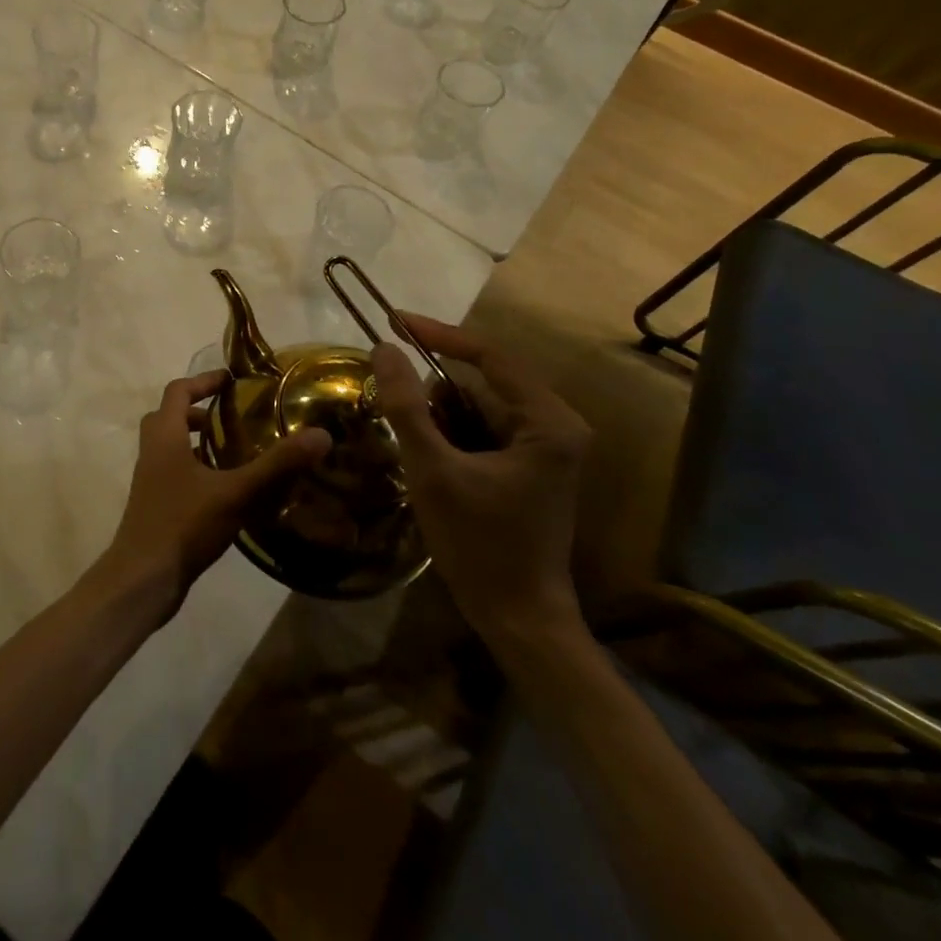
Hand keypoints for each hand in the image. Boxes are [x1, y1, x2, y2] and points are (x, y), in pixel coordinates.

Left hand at [98, 370, 331, 623]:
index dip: (203, 381)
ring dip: (196, 441)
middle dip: (198, 410)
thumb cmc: (183, 524)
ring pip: (170, 446)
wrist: (142, 578)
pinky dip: (195, 469)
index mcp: (165, 436)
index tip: (231, 380)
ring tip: (233, 451)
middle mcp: (152, 451)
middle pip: (169, 416)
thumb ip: (276, 464)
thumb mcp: (235, 492)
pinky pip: (174, 472)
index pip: (178, 391)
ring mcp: (150, 480)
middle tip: (230, 416)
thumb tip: (320, 435)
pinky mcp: (155, 505)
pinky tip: (224, 490)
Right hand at [370, 315, 591, 645]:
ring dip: (438, 416)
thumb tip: (384, 350)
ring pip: (478, 408)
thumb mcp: (433, 471)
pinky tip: (427, 458)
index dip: (438, 334)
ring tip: (407, 440)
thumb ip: (406, 407)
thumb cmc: (481, 544)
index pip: (490, 355)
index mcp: (549, 421)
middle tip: (390, 393)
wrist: (519, 619)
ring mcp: (545, 449)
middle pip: (482, 383)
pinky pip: (482, 432)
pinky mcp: (529, 468)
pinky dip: (450, 435)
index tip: (393, 321)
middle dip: (433, 389)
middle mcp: (556, 426)